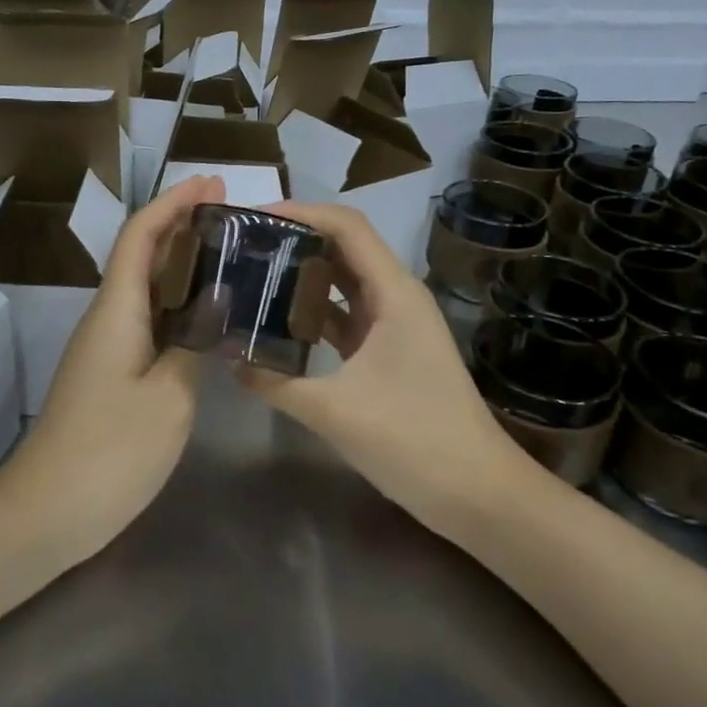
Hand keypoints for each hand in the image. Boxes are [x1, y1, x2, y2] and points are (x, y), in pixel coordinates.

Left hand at [0, 174, 223, 562]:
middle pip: (141, 254)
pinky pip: (146, 321)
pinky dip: (177, 304)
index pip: (141, 236)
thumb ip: (194, 345)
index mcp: (116, 311)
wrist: (46, 512)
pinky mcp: (109, 374)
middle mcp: (106, 318)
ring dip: (181, 264)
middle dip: (182, 225)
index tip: (213, 183)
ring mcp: (105, 348)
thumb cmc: (109, 452)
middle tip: (235, 215)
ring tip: (231, 256)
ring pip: (145, 288)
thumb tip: (215, 305)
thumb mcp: (168, 398)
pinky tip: (207, 317)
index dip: (174, 203)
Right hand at [237, 202, 545, 530]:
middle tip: (242, 244)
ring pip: (343, 283)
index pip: (346, 227)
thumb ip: (276, 381)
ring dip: (303, 276)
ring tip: (251, 275)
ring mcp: (394, 325)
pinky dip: (313, 314)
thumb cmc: (414, 439)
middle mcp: (395, 297)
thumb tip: (229, 360)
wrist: (477, 493)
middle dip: (295, 239)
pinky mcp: (389, 352)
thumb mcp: (335, 411)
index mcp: (393, 293)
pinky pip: (345, 317)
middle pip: (343, 247)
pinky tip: (277, 324)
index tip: (252, 218)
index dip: (300, 212)